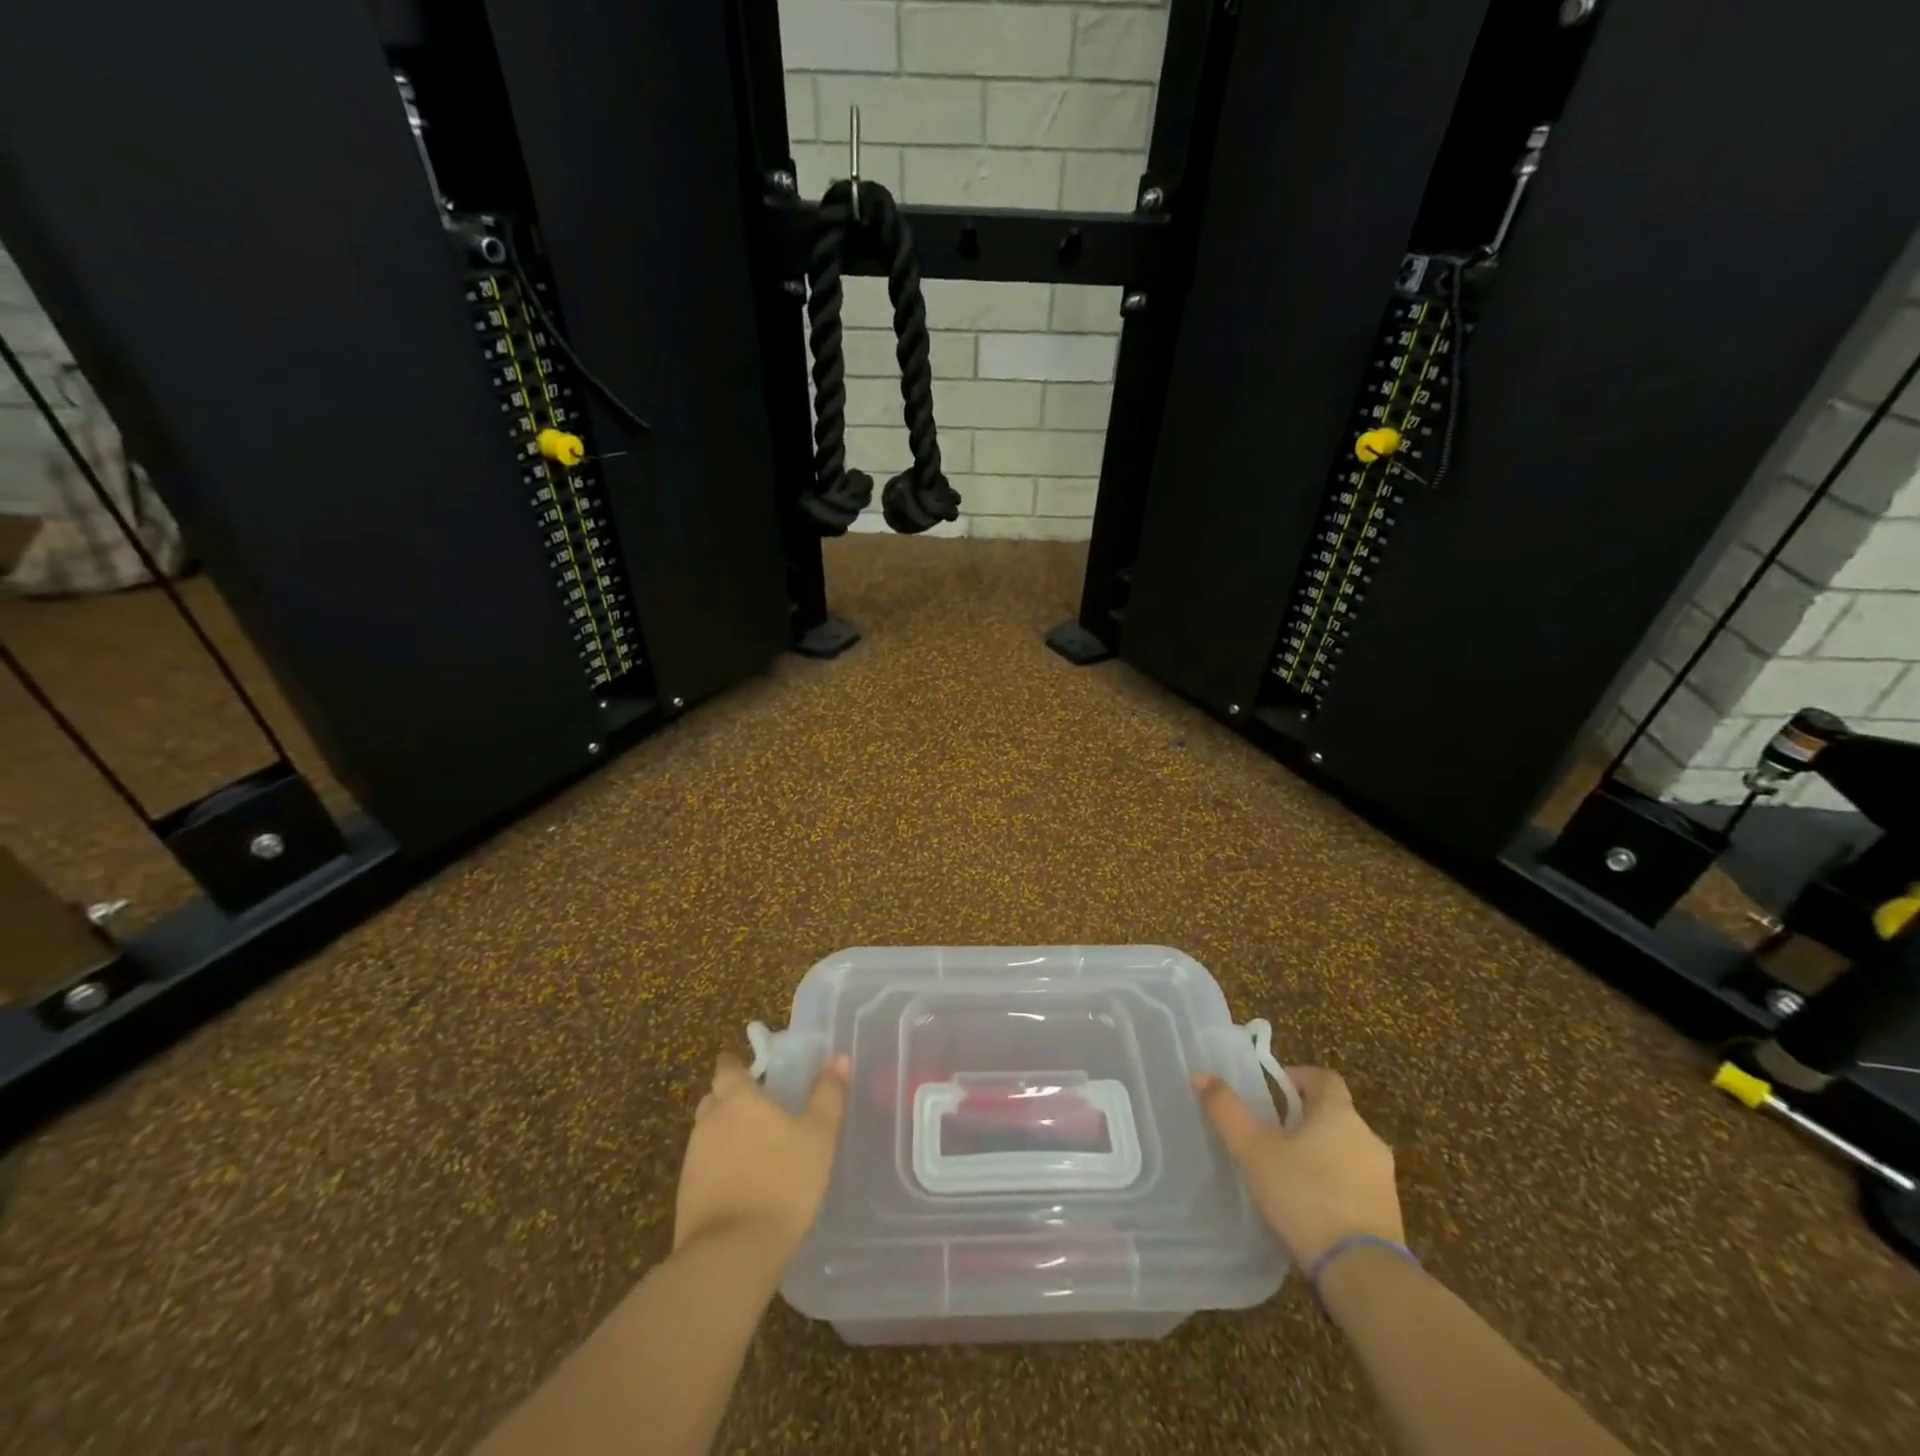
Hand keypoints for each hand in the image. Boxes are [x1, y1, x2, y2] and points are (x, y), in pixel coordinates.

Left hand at [675, 1051, 850, 1257]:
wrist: (732, 1254)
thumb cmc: (782, 1182)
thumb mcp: (818, 1136)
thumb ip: (827, 1095)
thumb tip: (838, 1058)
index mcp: (738, 1099)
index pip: (727, 1068)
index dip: (737, 1066)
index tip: (753, 1071)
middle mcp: (709, 1121)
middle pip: (714, 1098)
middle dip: (730, 1098)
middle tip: (759, 1108)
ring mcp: (692, 1160)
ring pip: (707, 1133)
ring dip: (725, 1134)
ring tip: (755, 1148)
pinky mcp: (686, 1196)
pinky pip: (703, 1167)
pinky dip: (719, 1167)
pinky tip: (742, 1183)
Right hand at [1194, 1065, 1402, 1266]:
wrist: (1362, 1272)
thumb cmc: (1304, 1195)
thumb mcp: (1253, 1149)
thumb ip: (1226, 1110)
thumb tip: (1201, 1076)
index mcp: (1338, 1114)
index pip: (1324, 1078)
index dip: (1299, 1077)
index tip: (1274, 1091)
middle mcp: (1367, 1138)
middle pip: (1334, 1114)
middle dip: (1304, 1119)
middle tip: (1272, 1134)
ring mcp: (1383, 1178)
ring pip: (1346, 1150)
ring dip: (1321, 1153)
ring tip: (1288, 1173)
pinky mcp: (1389, 1214)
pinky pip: (1357, 1184)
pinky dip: (1335, 1185)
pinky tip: (1311, 1207)